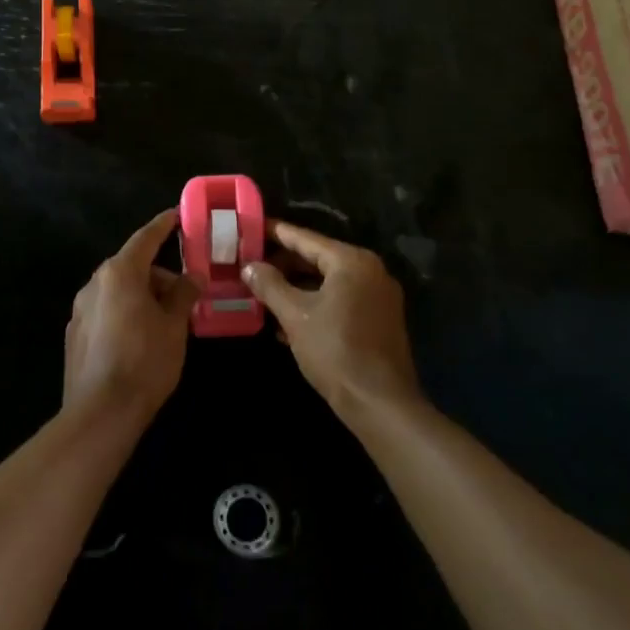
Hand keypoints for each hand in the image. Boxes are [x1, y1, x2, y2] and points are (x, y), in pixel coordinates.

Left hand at [64, 210, 197, 419]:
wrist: (101, 412)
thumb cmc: (145, 361)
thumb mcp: (174, 326)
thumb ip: (184, 294)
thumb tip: (193, 276)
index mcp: (119, 273)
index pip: (146, 238)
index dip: (164, 226)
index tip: (178, 215)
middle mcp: (95, 283)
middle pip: (132, 267)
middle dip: (160, 276)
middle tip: (186, 294)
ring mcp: (80, 309)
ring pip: (118, 291)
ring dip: (143, 297)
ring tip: (168, 322)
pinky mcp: (75, 334)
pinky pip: (106, 311)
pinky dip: (126, 313)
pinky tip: (141, 340)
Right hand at [243, 222, 419, 416]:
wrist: (380, 403)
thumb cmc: (335, 351)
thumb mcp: (295, 315)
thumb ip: (270, 285)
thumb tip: (250, 266)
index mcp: (351, 262)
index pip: (305, 238)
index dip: (275, 232)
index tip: (250, 227)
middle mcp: (370, 271)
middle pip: (318, 258)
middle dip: (283, 263)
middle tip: (250, 264)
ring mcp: (377, 296)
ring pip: (328, 281)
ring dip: (296, 286)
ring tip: (262, 292)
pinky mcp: (379, 319)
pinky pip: (340, 299)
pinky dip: (315, 303)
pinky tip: (286, 320)